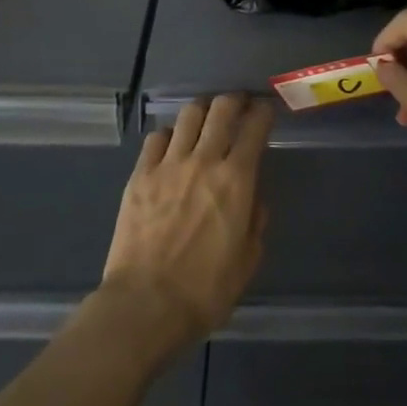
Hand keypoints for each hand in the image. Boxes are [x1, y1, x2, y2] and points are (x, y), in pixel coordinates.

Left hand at [99, 93, 271, 356]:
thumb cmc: (204, 291)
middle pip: (222, 108)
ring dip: (202, 111)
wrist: (145, 305)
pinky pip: (156, 138)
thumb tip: (254, 199)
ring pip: (188, 114)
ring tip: (205, 119)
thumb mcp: (247, 261)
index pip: (256, 126)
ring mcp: (168, 164)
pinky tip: (171, 146)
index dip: (264, 111)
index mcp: (237, 179)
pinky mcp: (140, 175)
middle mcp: (204, 160)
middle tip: (239, 106)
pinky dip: (169, 135)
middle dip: (235, 100)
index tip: (266, 111)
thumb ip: (255, 222)